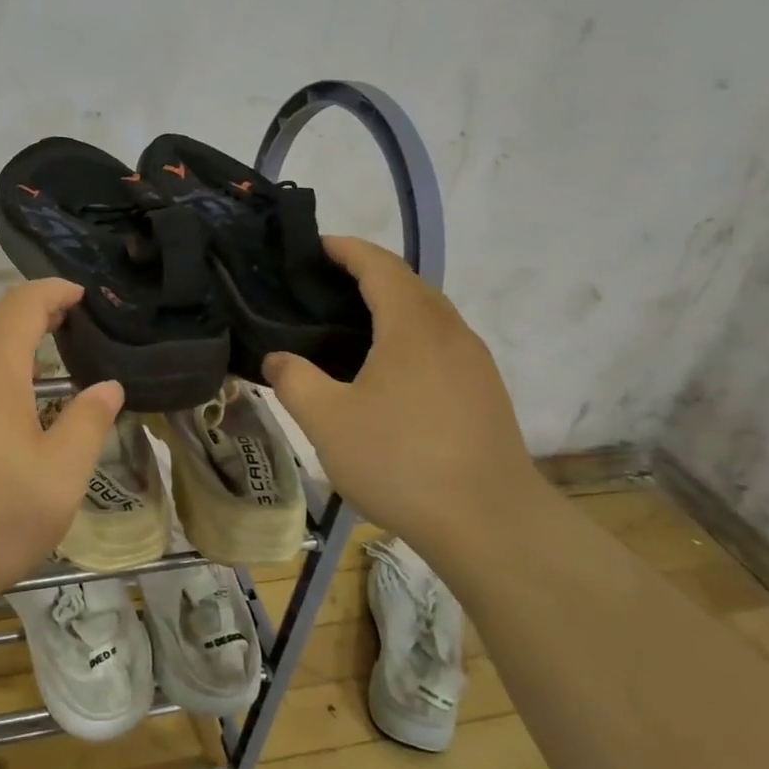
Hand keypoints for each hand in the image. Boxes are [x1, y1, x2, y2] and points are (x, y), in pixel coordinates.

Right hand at [265, 237, 547, 554]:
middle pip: (408, 285)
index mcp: (413, 325)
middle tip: (321, 290)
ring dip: (391, 308)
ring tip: (348, 329)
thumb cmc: (401, 460)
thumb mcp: (327, 421)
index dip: (346, 249)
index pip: (379, 265)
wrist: (490, 522)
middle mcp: (450, 332)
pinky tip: (386, 374)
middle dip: (367, 275)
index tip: (315, 246)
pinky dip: (408, 339)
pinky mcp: (484, 394)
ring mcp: (474, 363)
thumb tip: (279, 359)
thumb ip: (294, 380)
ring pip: (429, 317)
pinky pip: (441, 345)